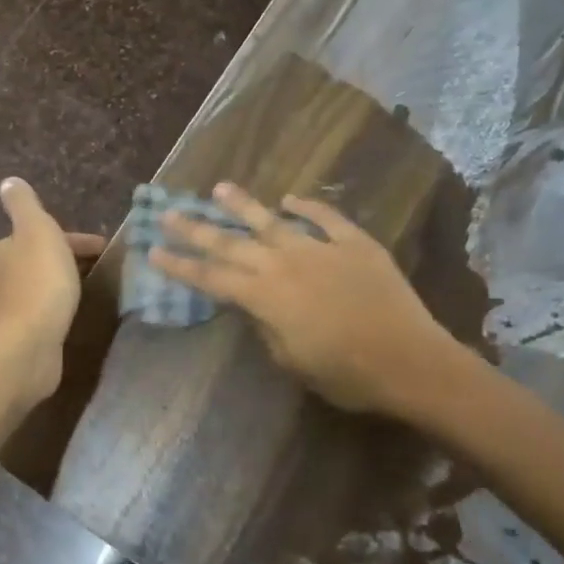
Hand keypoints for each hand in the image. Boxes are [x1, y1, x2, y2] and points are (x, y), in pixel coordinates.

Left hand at [0, 177, 106, 403]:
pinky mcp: (25, 334)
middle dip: (69, 259)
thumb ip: (24, 205)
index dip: (74, 238)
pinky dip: (61, 306)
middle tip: (103, 267)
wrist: (28, 343)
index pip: (43, 234)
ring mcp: (13, 307)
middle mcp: (3, 275)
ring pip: (43, 285)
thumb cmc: (39, 282)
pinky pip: (46, 311)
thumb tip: (8, 181)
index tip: (104, 248)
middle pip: (41, 259)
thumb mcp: (36, 230)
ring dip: (64, 283)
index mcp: (6, 248)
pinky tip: (75, 314)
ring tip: (93, 289)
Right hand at [151, 183, 460, 414]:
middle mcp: (285, 265)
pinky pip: (327, 218)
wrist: (410, 361)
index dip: (180, 265)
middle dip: (196, 228)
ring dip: (244, 205)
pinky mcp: (356, 244)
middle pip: (231, 242)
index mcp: (265, 297)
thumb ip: (267, 327)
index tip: (153, 251)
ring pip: (273, 221)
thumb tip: (256, 307)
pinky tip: (291, 198)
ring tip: (220, 188)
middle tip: (170, 212)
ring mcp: (321, 249)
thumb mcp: (292, 361)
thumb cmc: (346, 375)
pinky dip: (308, 207)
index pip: (211, 277)